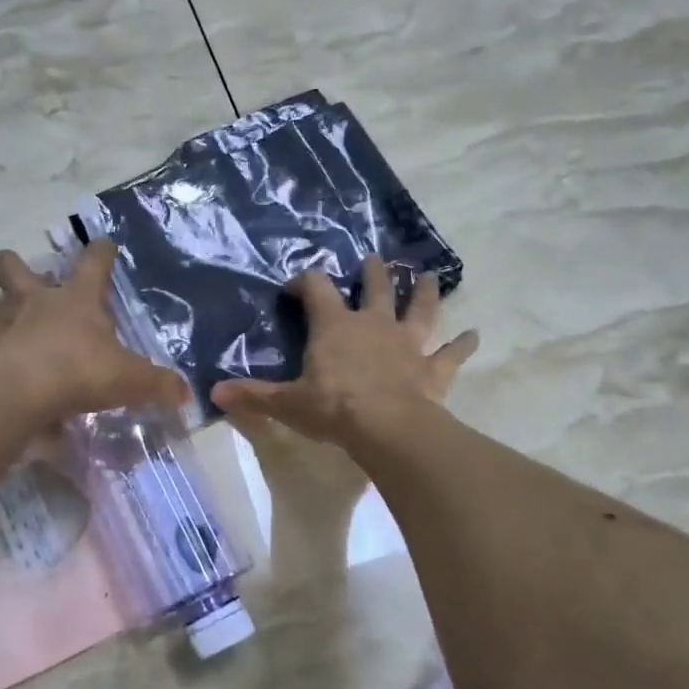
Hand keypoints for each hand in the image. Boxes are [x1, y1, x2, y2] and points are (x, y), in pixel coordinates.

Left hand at [0, 240, 188, 422]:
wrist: (19, 392)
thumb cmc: (80, 369)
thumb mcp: (131, 379)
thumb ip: (158, 384)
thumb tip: (185, 393)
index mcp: (77, 298)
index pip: (93, 262)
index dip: (101, 252)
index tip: (104, 246)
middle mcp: (36, 301)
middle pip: (13, 266)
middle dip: (16, 265)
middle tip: (31, 281)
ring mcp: (4, 324)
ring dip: (1, 311)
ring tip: (14, 330)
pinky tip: (6, 370)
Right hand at [210, 256, 477, 447]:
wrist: (386, 428)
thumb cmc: (333, 408)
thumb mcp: (287, 403)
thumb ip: (253, 395)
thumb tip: (213, 393)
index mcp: (335, 326)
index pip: (317, 288)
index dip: (304, 282)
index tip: (295, 287)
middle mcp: (373, 324)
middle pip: (376, 288)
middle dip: (374, 273)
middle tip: (375, 261)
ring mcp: (407, 343)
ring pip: (420, 309)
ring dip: (424, 293)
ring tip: (428, 277)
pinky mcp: (433, 368)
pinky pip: (451, 353)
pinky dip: (463, 345)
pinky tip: (475, 336)